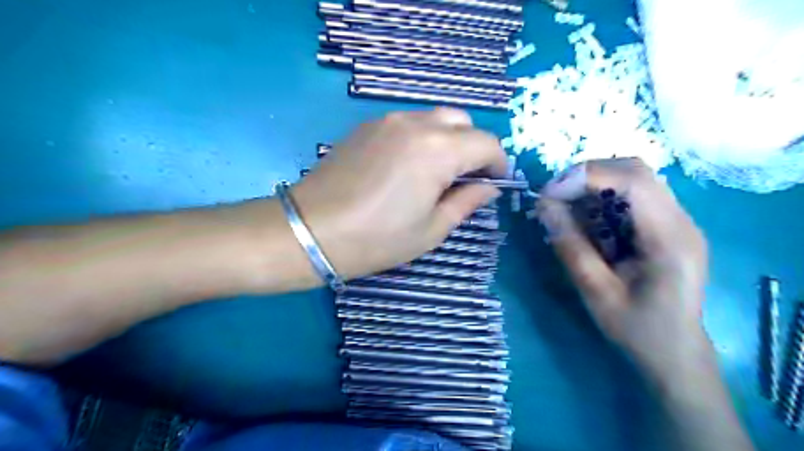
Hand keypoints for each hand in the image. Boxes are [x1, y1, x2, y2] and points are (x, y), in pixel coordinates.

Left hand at [294, 107, 503, 279]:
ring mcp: (387, 120)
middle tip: (465, 179)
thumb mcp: (430, 230)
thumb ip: (466, 202)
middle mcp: (415, 123)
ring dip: (447, 140)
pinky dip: (421, 138)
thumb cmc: (376, 239)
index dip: (498, 163)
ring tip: (436, 173)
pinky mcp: (366, 126)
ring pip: (434, 118)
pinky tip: (407, 166)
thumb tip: (488, 188)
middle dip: (473, 147)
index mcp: (437, 150)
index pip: (486, 143)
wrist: (310, 230)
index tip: (494, 184)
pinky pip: (407, 123)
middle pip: (462, 122)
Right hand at [536, 159, 711, 379]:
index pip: (632, 181)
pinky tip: (586, 220)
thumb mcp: (596, 292)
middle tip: (554, 197)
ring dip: (594, 185)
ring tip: (565, 208)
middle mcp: (681, 221)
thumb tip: (544, 206)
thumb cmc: (638, 330)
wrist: (676, 355)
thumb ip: (571, 246)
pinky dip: (603, 199)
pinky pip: (633, 197)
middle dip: (587, 176)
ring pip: (634, 178)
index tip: (549, 193)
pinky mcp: (668, 227)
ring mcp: (678, 221)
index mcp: (670, 239)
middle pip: (635, 170)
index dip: (586, 177)